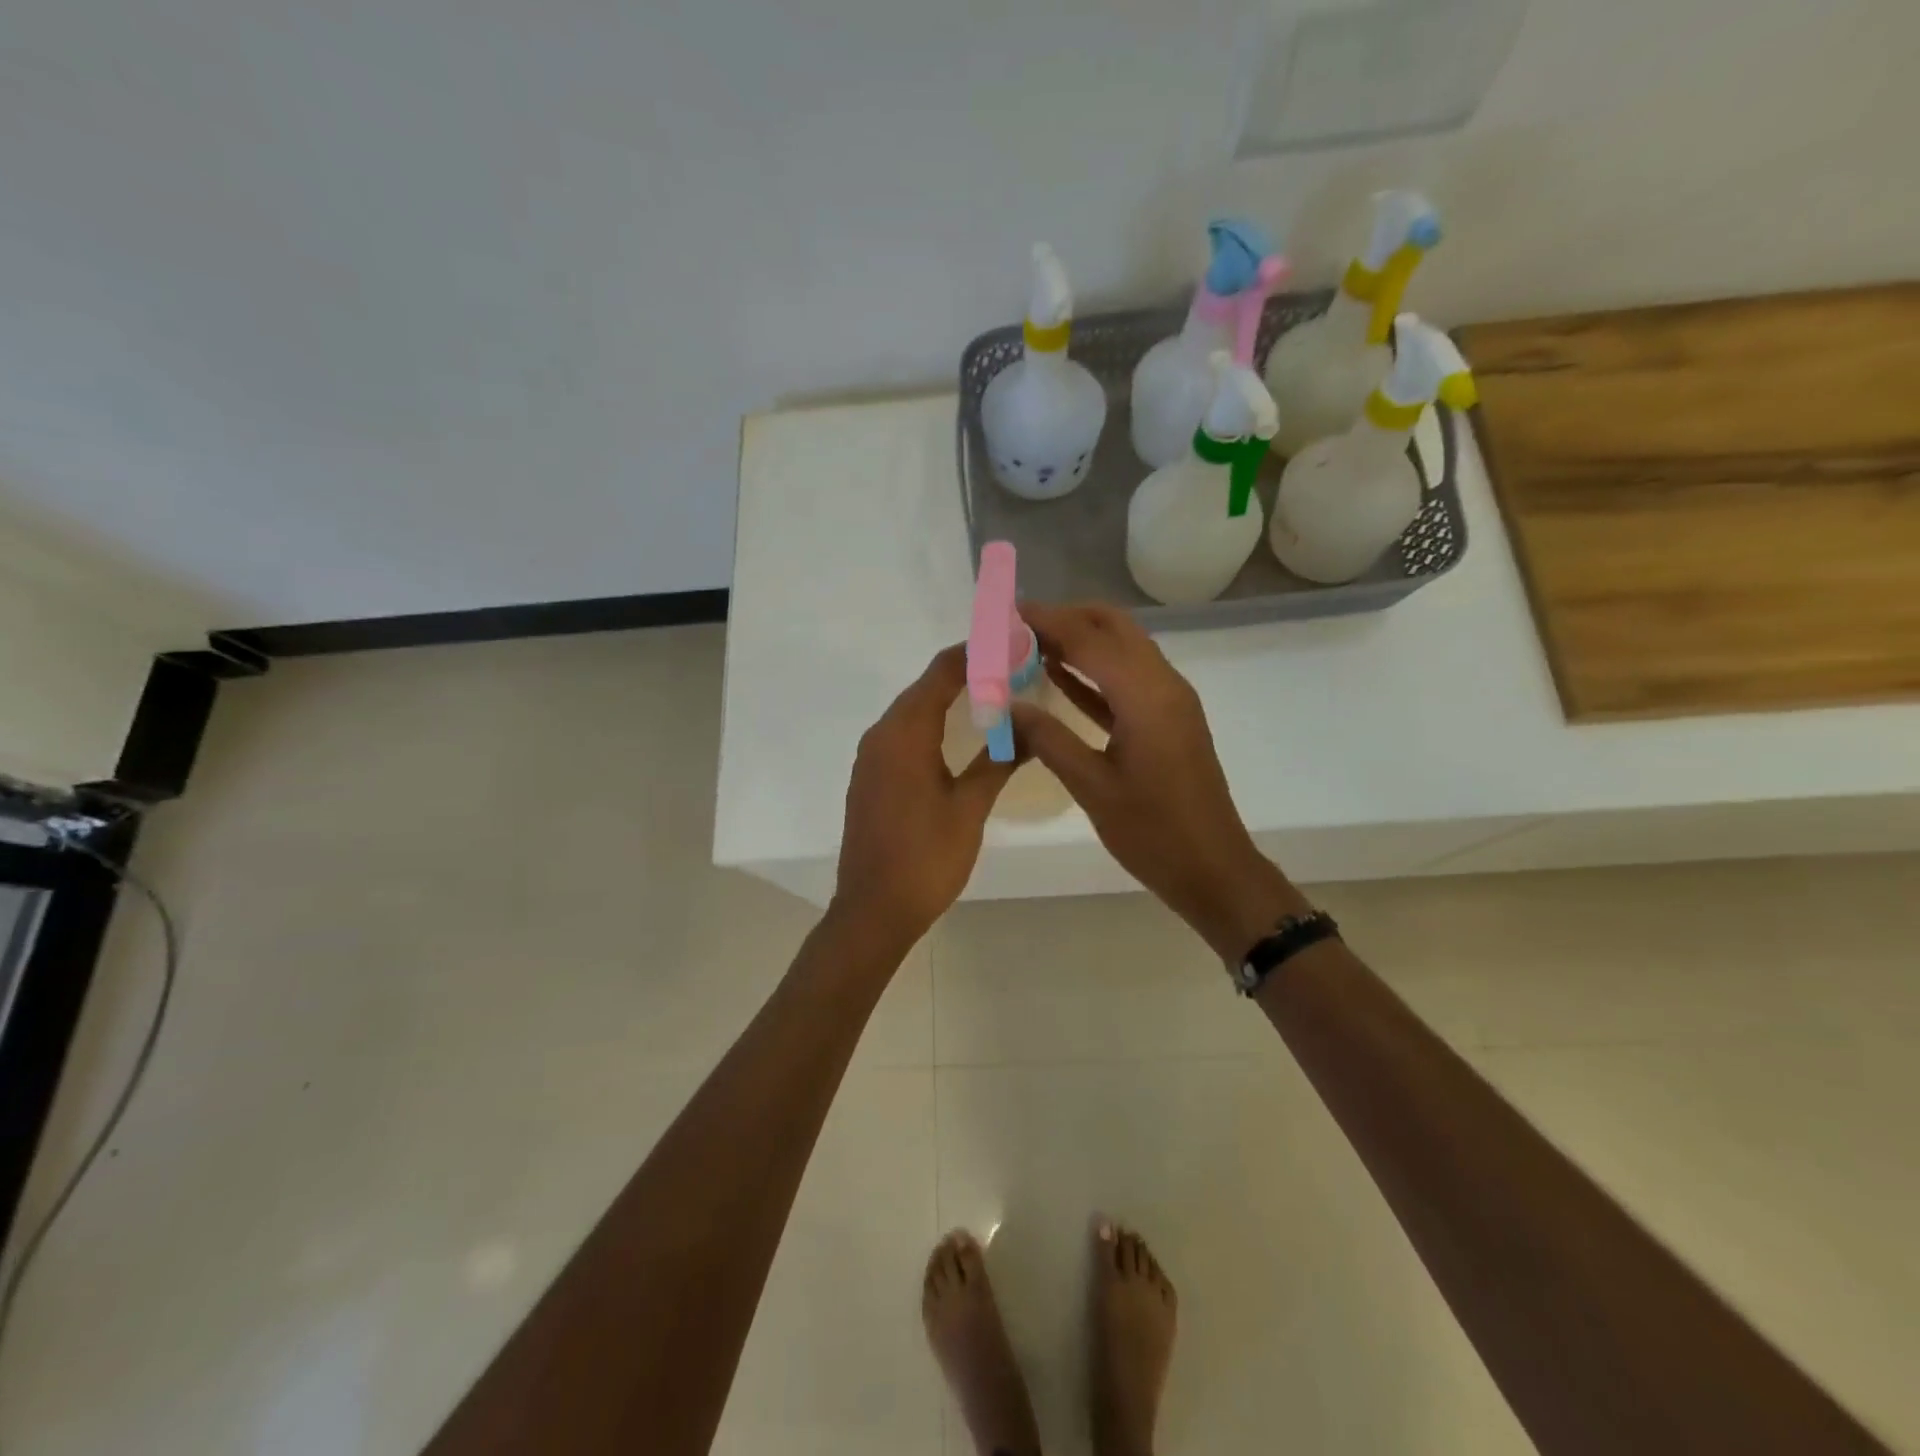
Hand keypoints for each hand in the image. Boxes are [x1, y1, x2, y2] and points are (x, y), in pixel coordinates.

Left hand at [833, 645, 1017, 950]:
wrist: (873, 910)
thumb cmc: (925, 858)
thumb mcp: (969, 808)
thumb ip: (1000, 761)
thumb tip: (1032, 728)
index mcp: (904, 734)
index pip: (941, 673)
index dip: (975, 652)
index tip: (1009, 642)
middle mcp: (881, 735)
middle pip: (925, 687)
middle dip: (966, 672)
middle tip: (1012, 668)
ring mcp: (872, 757)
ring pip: (913, 710)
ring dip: (949, 697)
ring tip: (994, 693)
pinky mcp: (871, 777)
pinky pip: (903, 734)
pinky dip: (932, 723)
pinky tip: (960, 733)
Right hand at [1010, 603, 1308, 960]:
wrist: (1213, 869)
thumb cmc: (1153, 832)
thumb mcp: (1092, 787)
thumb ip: (1049, 739)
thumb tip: (1008, 704)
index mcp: (1146, 696)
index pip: (1089, 639)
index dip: (1046, 621)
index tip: (1006, 611)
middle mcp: (1163, 684)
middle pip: (1113, 628)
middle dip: (1066, 619)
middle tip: (1017, 627)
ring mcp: (1169, 701)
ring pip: (1121, 649)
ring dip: (1080, 640)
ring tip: (1028, 644)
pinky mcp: (1167, 720)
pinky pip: (1126, 680)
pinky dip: (1093, 671)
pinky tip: (1056, 675)